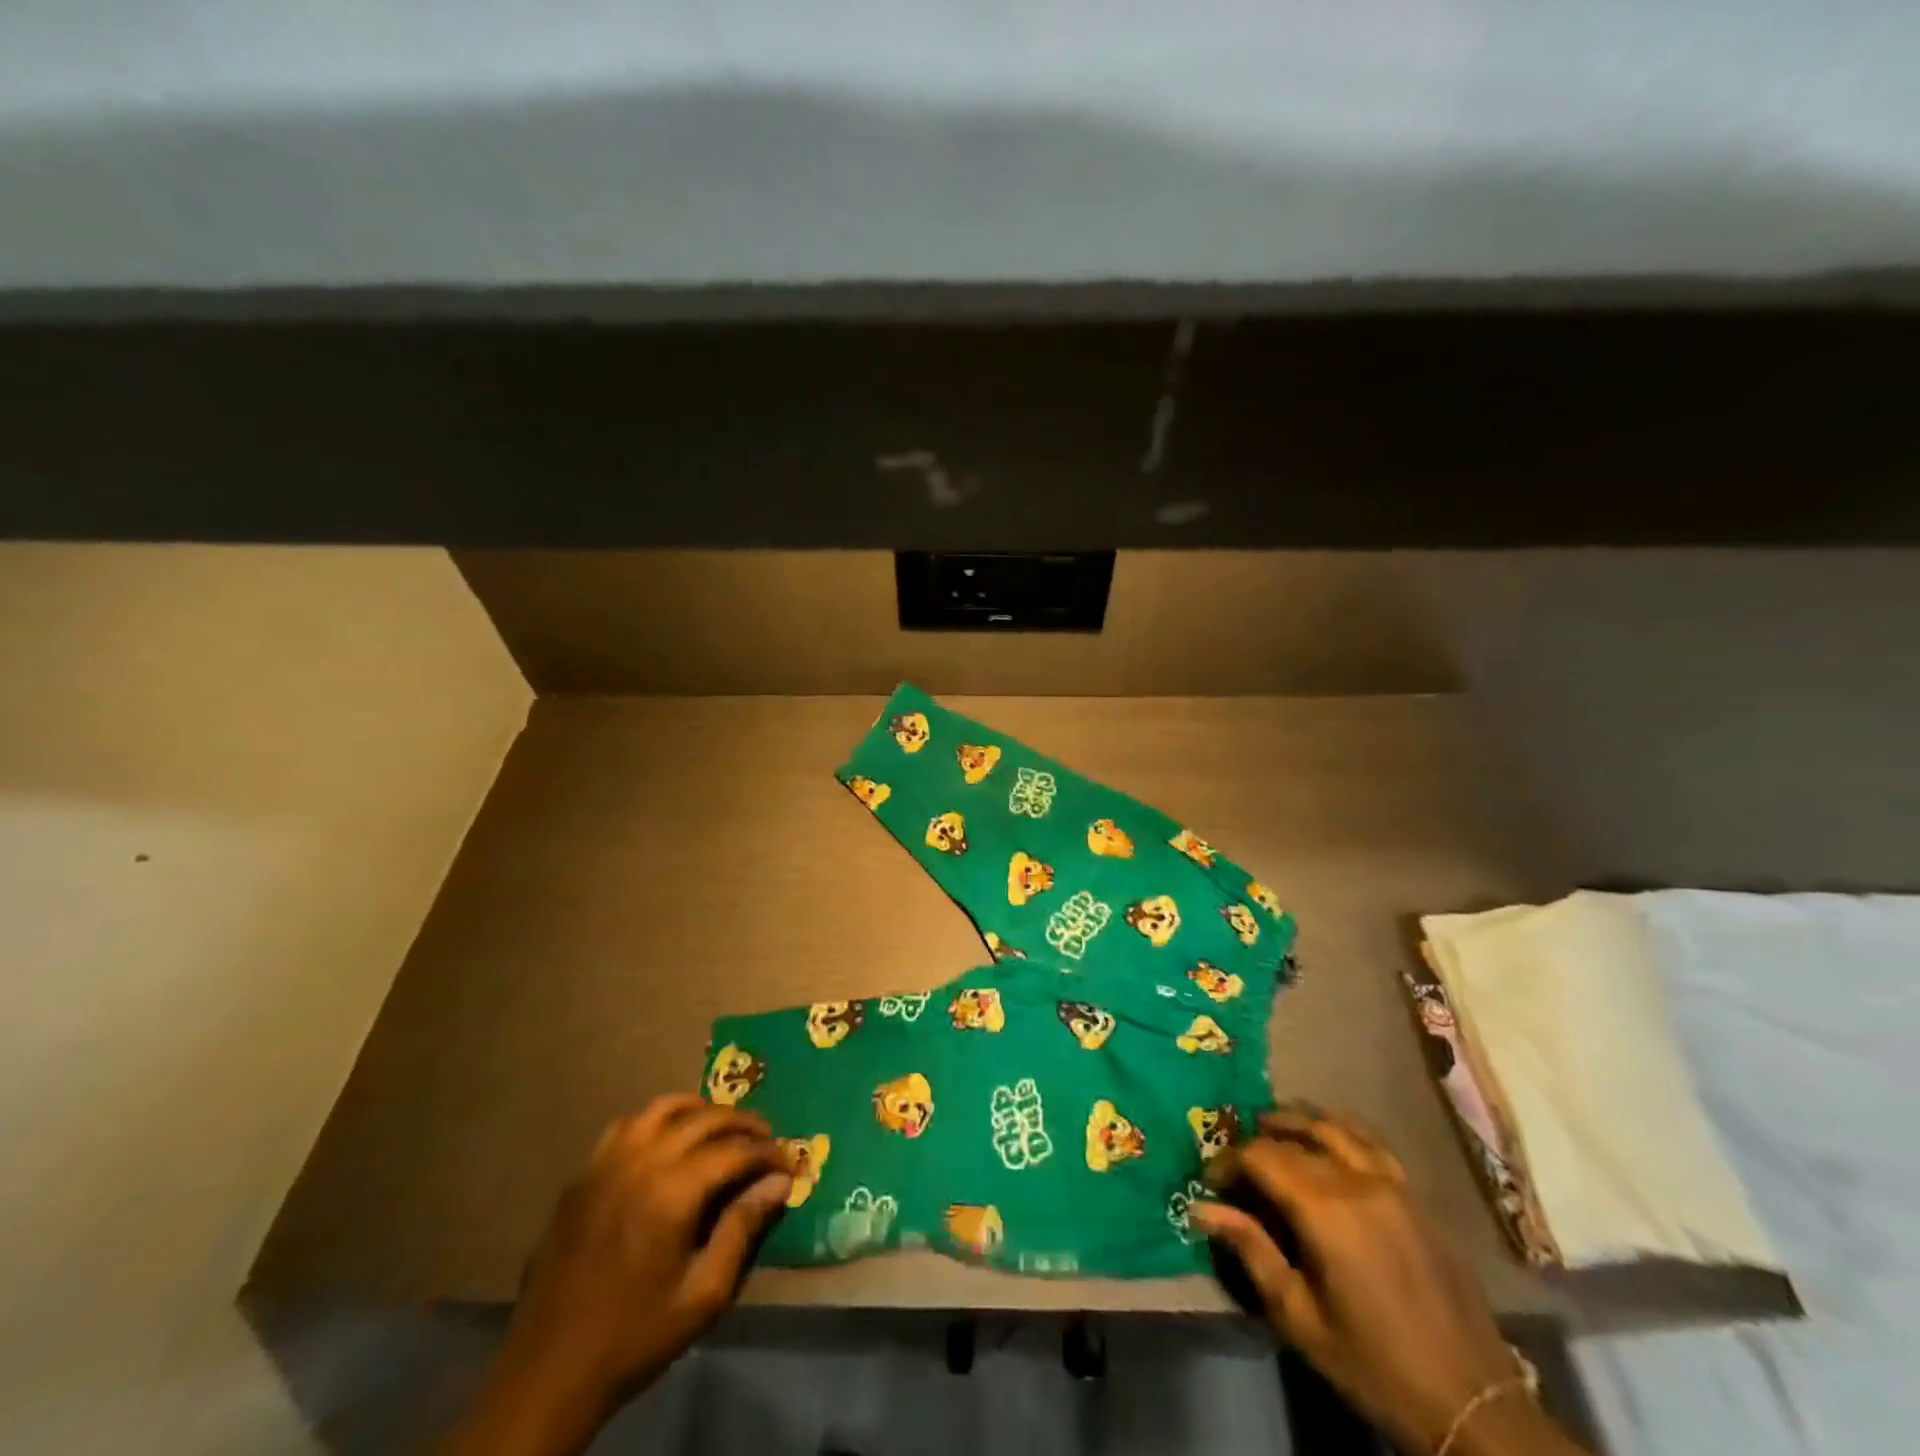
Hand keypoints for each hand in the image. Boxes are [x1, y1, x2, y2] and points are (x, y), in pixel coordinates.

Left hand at [441, 1096, 789, 1455]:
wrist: (550, 1370)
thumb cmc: (635, 1336)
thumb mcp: (703, 1294)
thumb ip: (742, 1228)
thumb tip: (779, 1182)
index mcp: (673, 1192)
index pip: (735, 1151)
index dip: (768, 1153)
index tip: (788, 1165)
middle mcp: (642, 1162)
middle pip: (705, 1119)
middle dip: (743, 1124)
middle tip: (766, 1140)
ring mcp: (607, 1162)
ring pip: (665, 1108)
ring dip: (702, 1111)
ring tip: (722, 1129)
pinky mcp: (584, 1173)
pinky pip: (628, 1125)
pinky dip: (658, 1120)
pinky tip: (669, 1140)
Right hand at [1194, 1110, 1579, 1455]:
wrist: (1471, 1400)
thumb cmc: (1374, 1363)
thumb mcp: (1300, 1317)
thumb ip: (1252, 1251)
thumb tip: (1202, 1208)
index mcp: (1326, 1210)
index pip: (1262, 1157)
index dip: (1229, 1161)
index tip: (1211, 1180)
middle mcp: (1358, 1181)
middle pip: (1295, 1138)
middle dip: (1258, 1141)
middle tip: (1237, 1158)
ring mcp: (1393, 1183)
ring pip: (1335, 1126)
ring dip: (1298, 1120)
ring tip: (1272, 1126)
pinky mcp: (1416, 1194)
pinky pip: (1370, 1142)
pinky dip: (1340, 1129)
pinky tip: (1328, 1139)